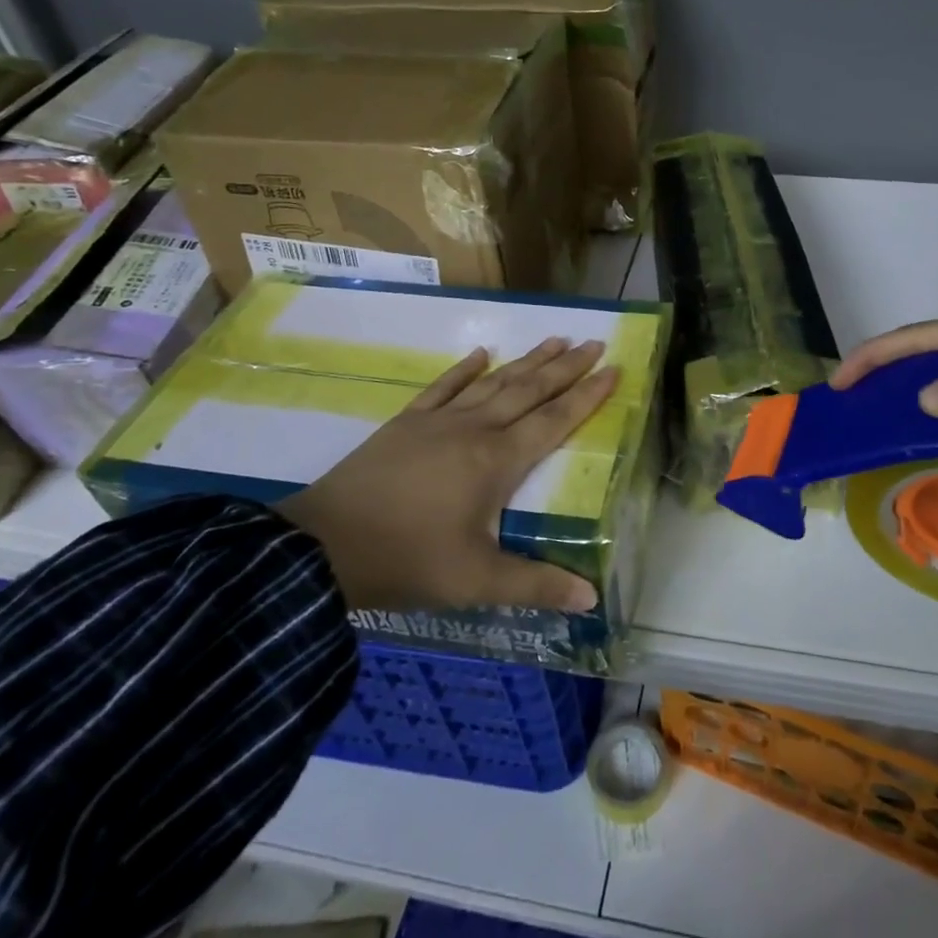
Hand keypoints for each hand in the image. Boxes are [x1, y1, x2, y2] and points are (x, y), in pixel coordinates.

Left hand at [275, 338, 618, 612]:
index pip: (554, 420)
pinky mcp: (406, 423)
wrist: (323, 547)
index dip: (587, 395)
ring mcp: (437, 421)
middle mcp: (474, 430)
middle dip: (565, 367)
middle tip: (594, 342)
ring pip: (493, 382)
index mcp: (497, 461)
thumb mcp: (474, 583)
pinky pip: (443, 387)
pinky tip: (480, 354)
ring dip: (526, 361)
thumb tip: (592, 598)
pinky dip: (464, 369)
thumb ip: (535, 585)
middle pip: (529, 390)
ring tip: (554, 339)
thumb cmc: (407, 561)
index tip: (614, 368)